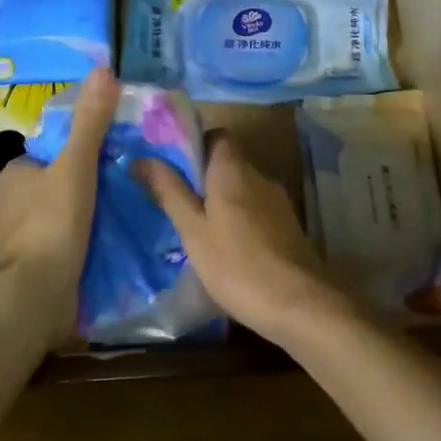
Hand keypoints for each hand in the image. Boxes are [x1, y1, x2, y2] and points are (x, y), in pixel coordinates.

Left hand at [0, 68, 118, 349]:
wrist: (38, 296)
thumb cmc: (52, 223)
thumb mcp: (76, 165)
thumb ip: (92, 121)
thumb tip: (105, 69)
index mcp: (15, 174)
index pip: (54, 147)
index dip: (85, 144)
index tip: (119, 146)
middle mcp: (15, 202)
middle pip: (64, 179)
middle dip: (95, 178)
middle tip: (135, 173)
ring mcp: (28, 235)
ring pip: (70, 210)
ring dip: (97, 209)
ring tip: (137, 201)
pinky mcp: (43, 262)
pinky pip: (73, 238)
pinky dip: (94, 235)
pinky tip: (123, 233)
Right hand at [136, 133, 352, 344]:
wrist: (298, 304)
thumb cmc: (236, 263)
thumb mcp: (192, 229)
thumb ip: (169, 191)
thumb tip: (142, 158)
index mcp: (234, 170)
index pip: (218, 136)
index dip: (195, 145)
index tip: (172, 168)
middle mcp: (260, 177)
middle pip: (229, 163)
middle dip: (203, 179)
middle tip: (176, 204)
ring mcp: (278, 203)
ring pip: (243, 190)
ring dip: (221, 202)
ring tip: (196, 230)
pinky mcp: (288, 228)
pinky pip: (256, 211)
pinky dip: (239, 221)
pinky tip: (226, 250)